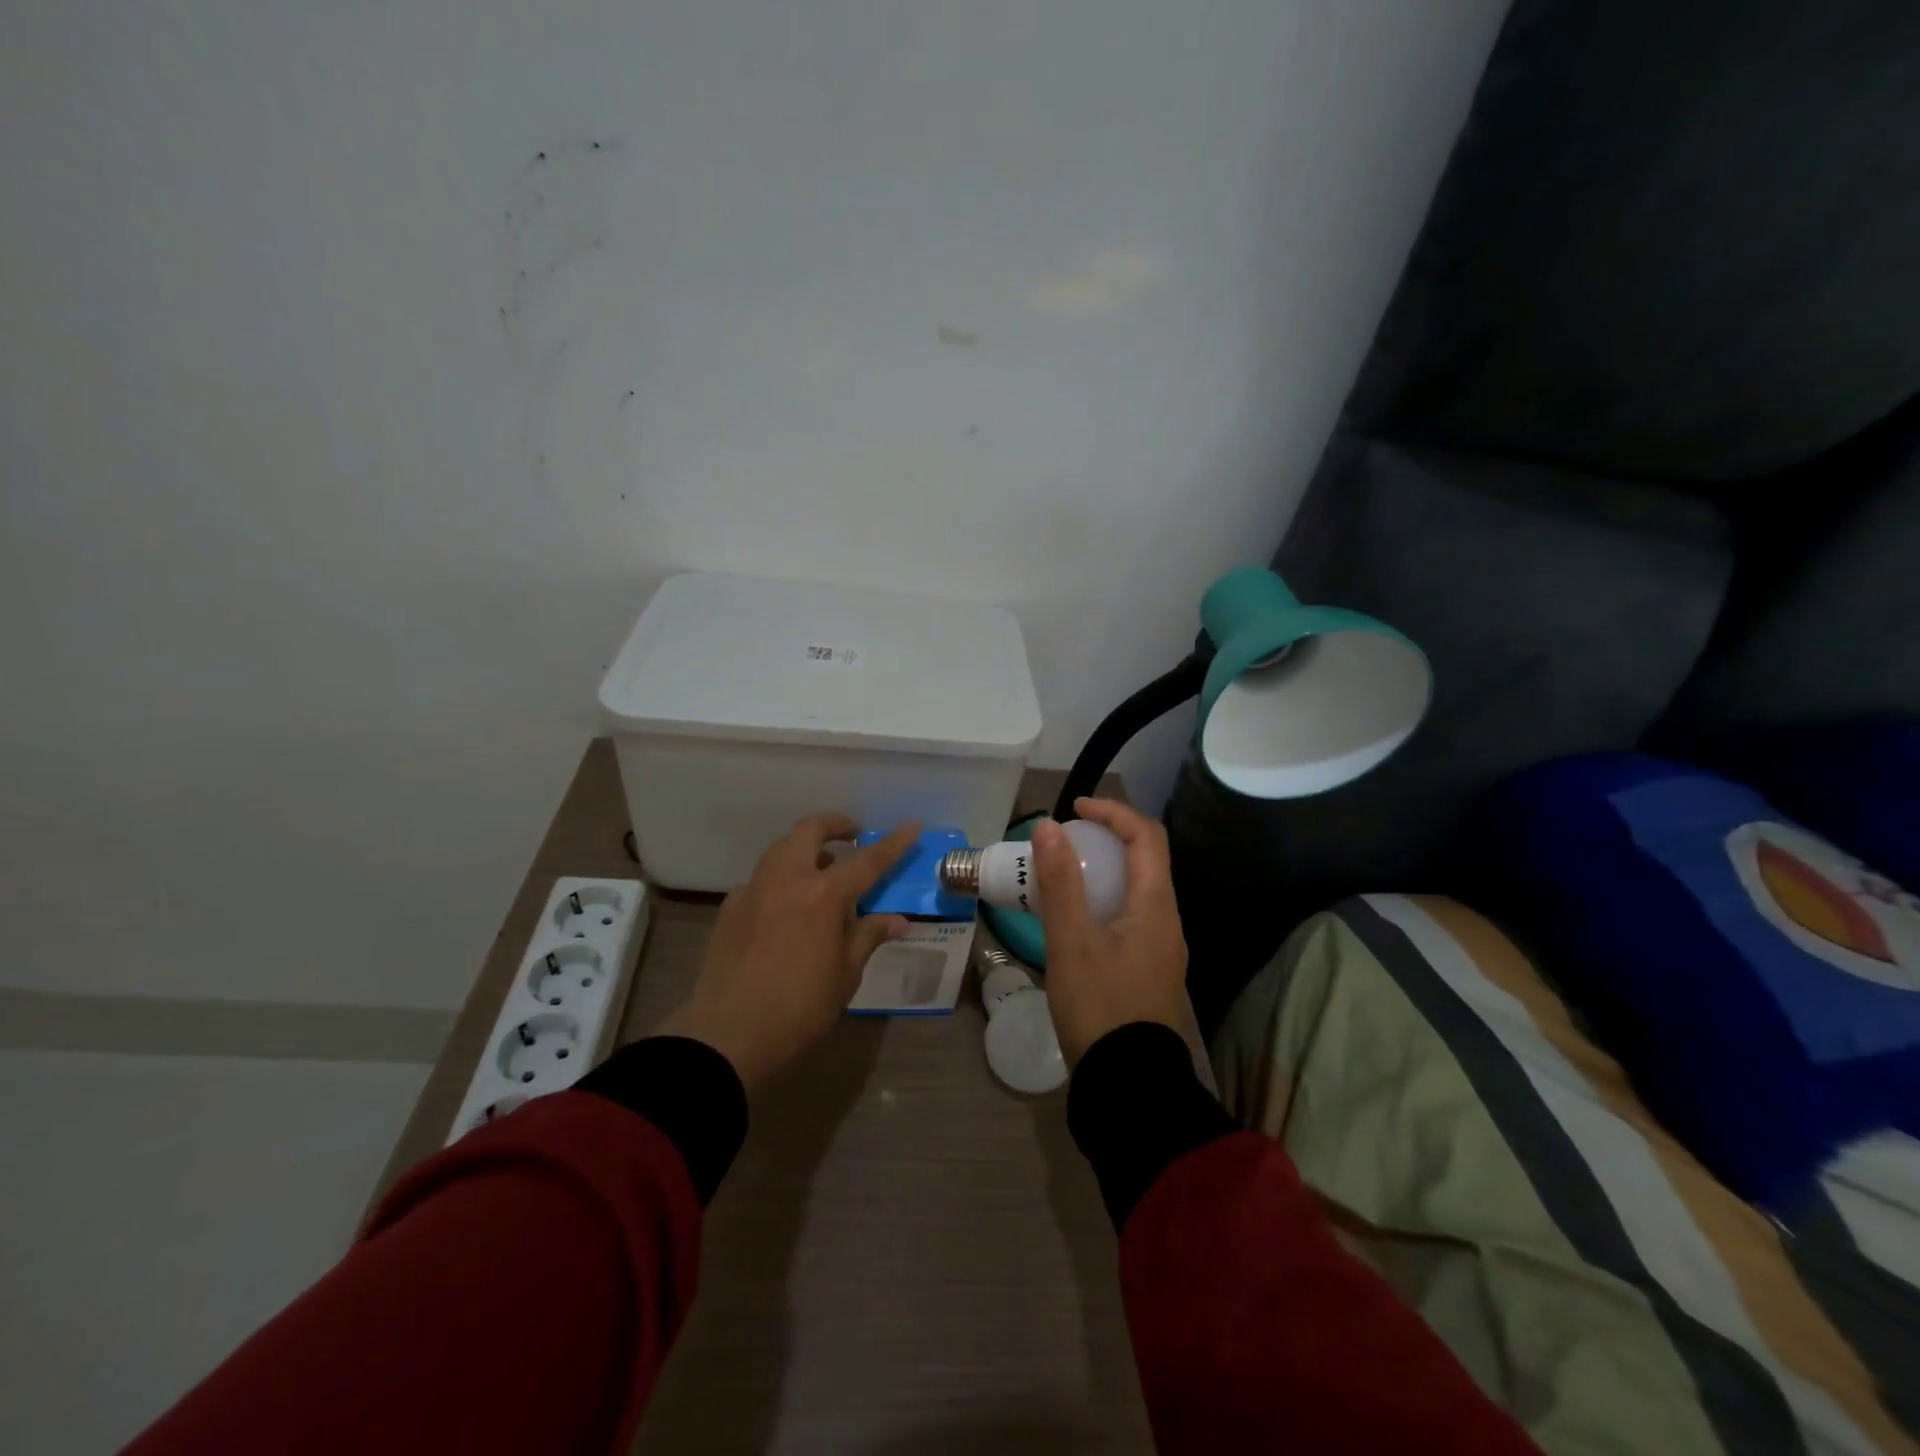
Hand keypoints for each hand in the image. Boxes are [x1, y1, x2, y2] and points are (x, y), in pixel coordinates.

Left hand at [661, 815, 917, 1092]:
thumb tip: (897, 921)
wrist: (728, 1034)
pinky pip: (761, 878)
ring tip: (822, 870)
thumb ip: (868, 936)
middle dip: (835, 825)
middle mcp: (787, 879)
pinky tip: (785, 906)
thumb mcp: (845, 974)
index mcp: (823, 895)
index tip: (911, 825)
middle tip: (852, 837)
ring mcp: (754, 889)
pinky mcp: (730, 906)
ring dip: (805, 848)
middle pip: (811, 831)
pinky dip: (781, 879)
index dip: (893, 843)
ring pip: (781, 848)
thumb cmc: (799, 1008)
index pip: (868, 860)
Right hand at [1032, 798, 1187, 1065]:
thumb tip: (1049, 826)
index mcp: (1156, 906)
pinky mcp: (1149, 970)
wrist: (1129, 1085)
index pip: (1146, 836)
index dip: (1113, 812)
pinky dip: (1103, 901)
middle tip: (1064, 842)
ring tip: (1062, 876)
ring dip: (1103, 871)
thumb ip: (1060, 882)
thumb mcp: (1071, 942)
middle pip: (1145, 860)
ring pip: (1136, 890)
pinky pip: (1130, 917)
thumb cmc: (1100, 1007)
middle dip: (1106, 839)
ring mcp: (1162, 949)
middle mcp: (1168, 921)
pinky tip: (1074, 920)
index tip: (1074, 808)